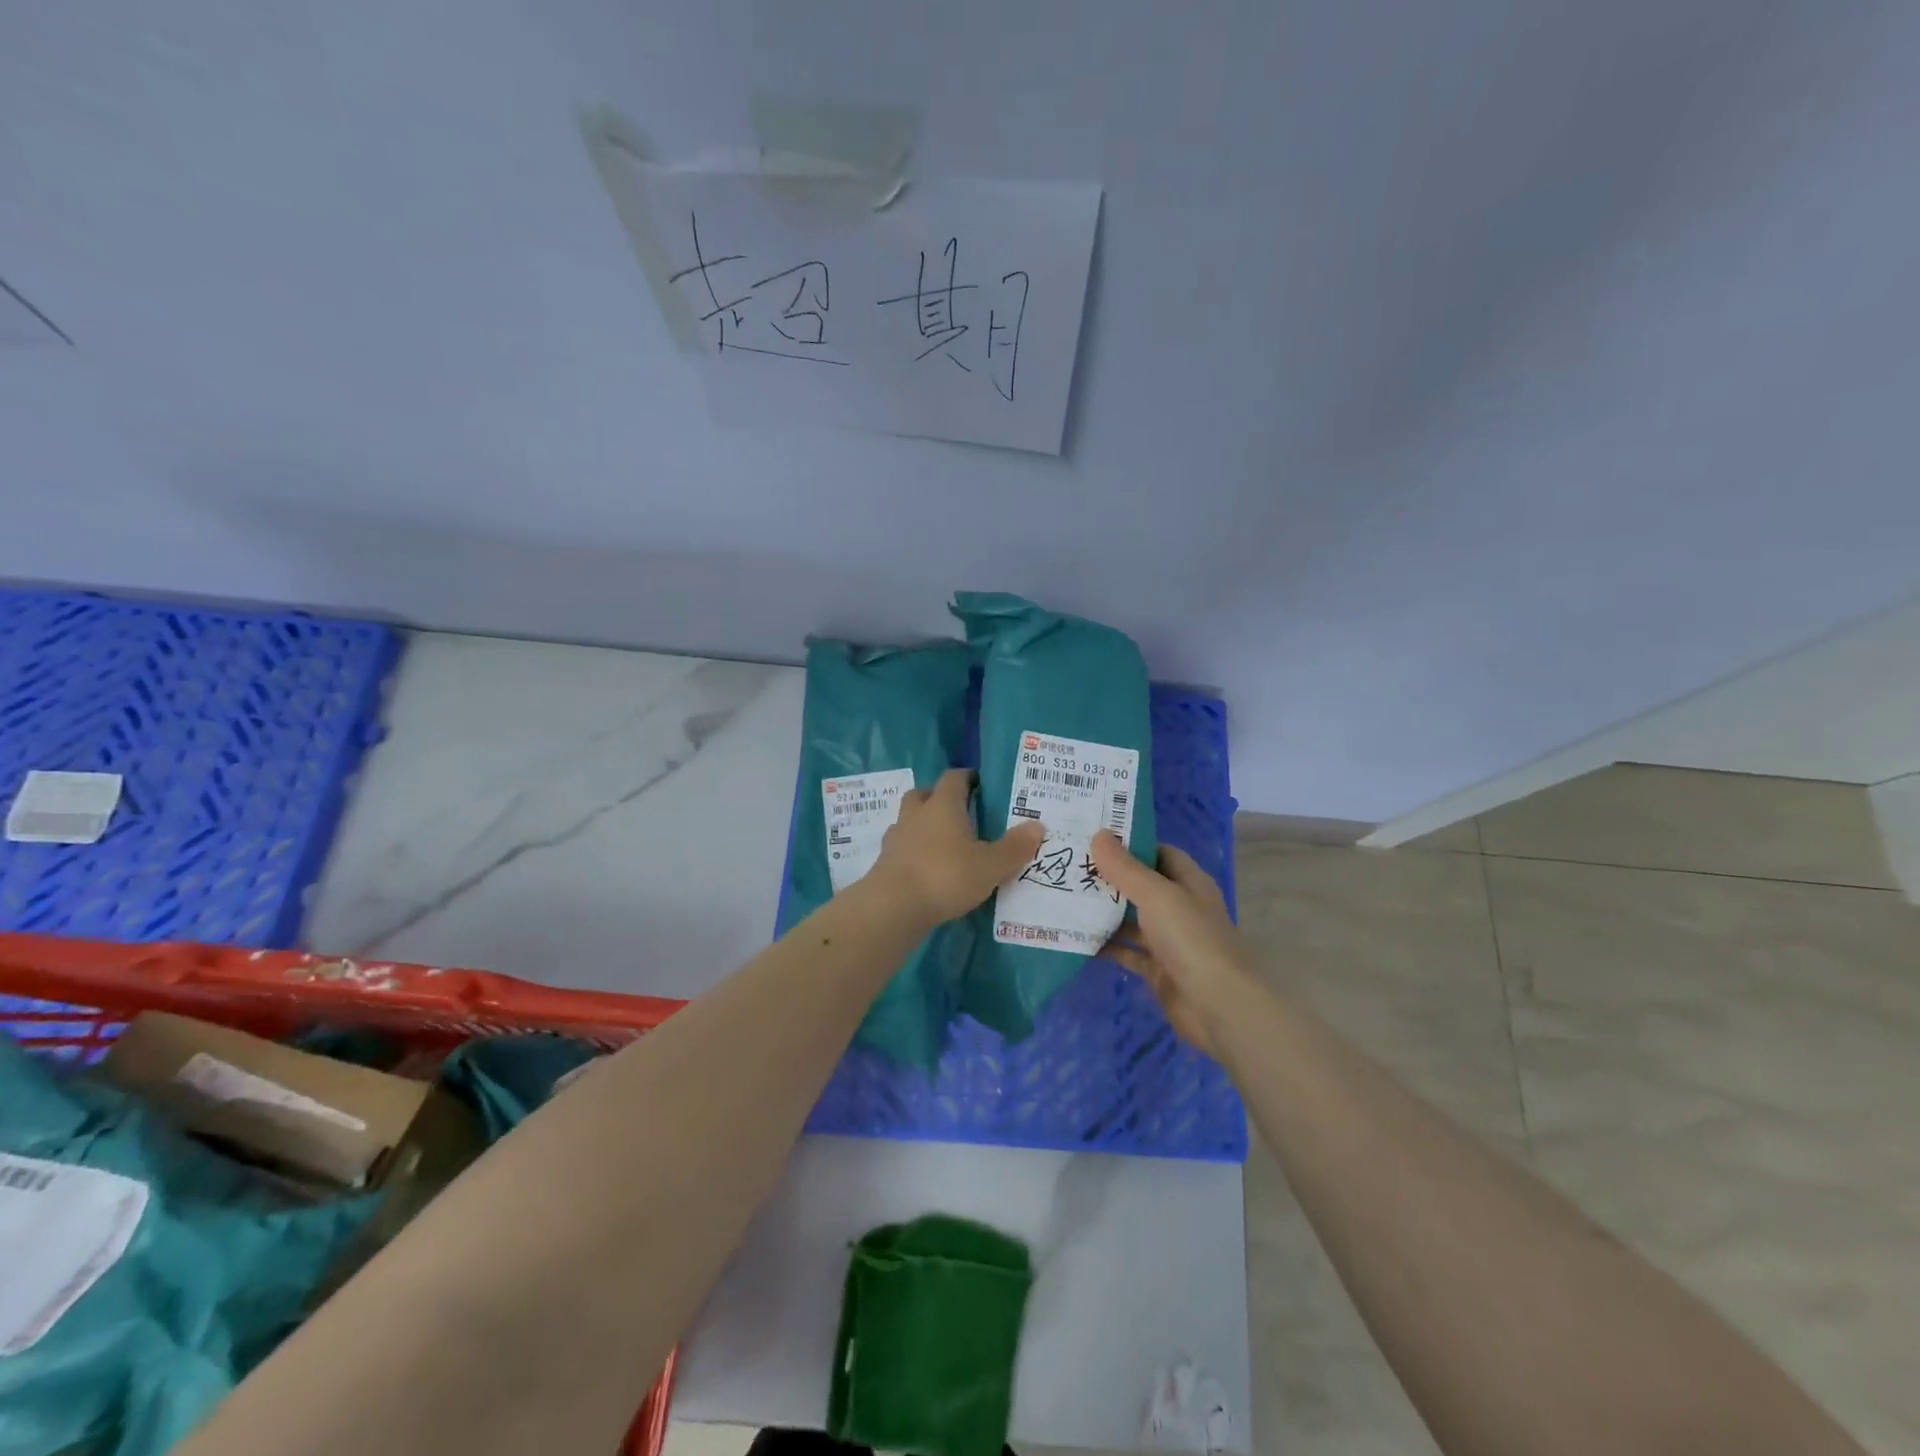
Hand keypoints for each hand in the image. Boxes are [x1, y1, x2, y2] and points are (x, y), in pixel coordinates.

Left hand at [869, 769, 1043, 925]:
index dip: (967, 777)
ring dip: (923, 826)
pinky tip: (927, 868)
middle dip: (939, 799)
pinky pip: (902, 848)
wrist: (893, 906)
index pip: (954, 778)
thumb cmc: (946, 875)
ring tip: (943, 843)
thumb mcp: (990, 865)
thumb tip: (1038, 826)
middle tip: (959, 812)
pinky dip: (914, 852)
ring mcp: (896, 838)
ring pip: (909, 821)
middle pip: (924, 794)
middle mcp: (916, 814)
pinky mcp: (884, 862)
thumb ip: (1014, 847)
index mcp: (943, 805)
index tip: (980, 784)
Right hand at [1089, 831, 1254, 1057]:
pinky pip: (1127, 952)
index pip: (1158, 853)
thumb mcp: (1156, 895)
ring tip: (1065, 898)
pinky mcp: (1158, 969)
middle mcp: (1180, 908)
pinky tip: (1076, 937)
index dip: (1130, 844)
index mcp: (1188, 883)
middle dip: (1109, 878)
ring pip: (1131, 920)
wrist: (1219, 1006)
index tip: (1093, 838)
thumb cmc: (1191, 939)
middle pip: (1141, 886)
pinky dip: (1106, 946)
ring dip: (1104, 912)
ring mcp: (1169, 941)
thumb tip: (1099, 834)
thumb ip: (1125, 868)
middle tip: (1070, 866)